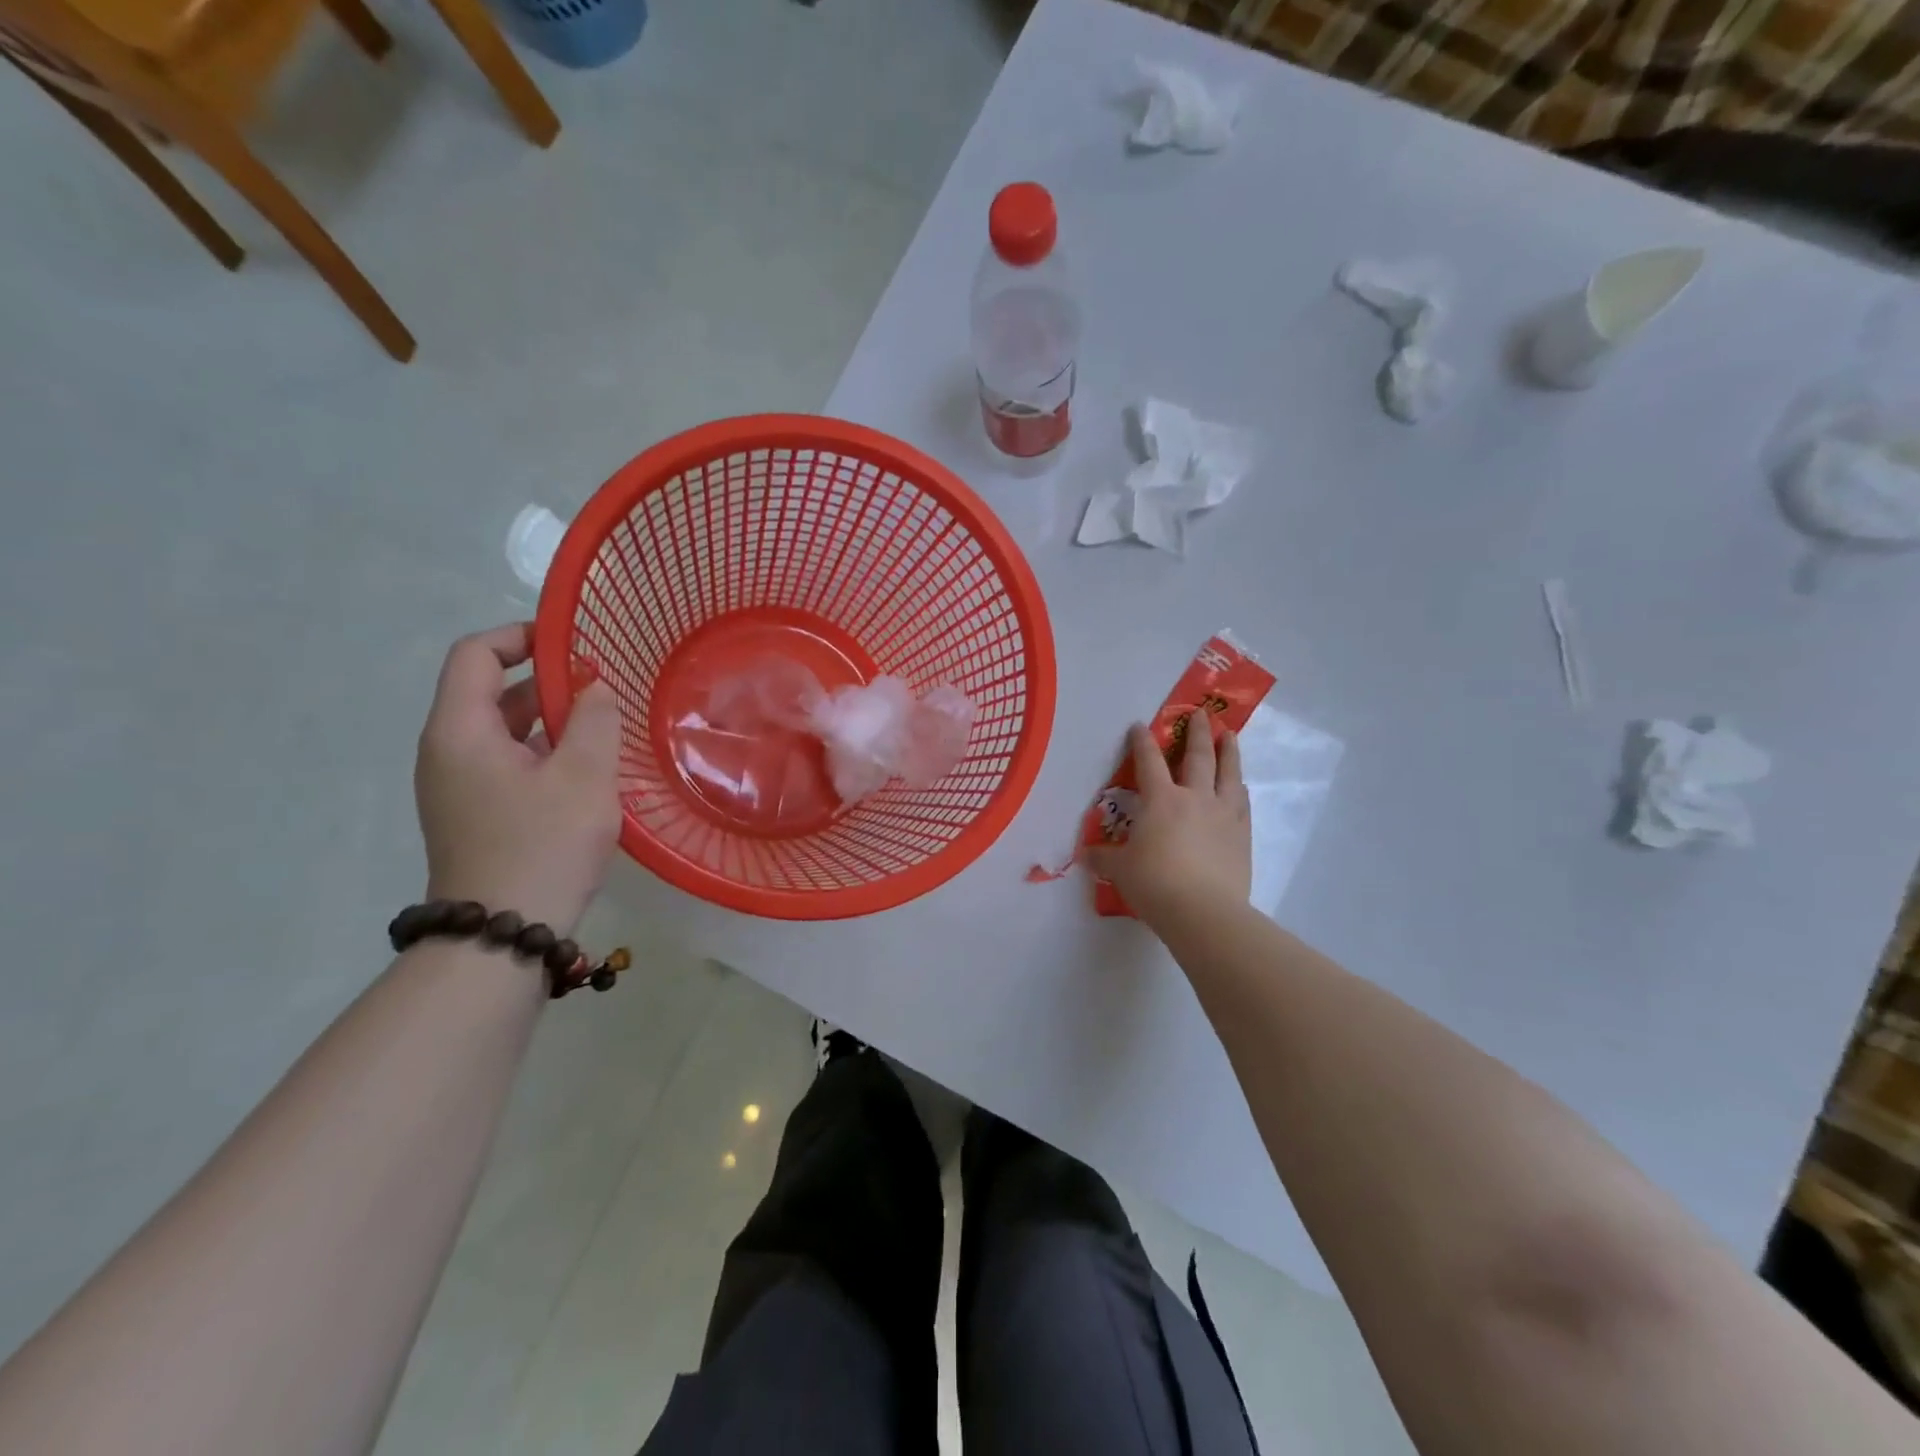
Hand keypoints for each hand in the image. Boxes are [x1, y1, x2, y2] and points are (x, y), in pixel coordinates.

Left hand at [414, 624, 623, 933]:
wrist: (503, 935)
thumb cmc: (543, 845)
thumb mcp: (584, 775)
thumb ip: (593, 718)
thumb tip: (592, 687)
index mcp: (460, 731)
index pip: (475, 654)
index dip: (521, 636)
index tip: (574, 643)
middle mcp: (446, 752)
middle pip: (489, 692)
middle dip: (546, 682)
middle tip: (603, 690)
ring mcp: (457, 787)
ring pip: (503, 732)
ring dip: (550, 721)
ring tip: (603, 730)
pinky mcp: (474, 814)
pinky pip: (507, 763)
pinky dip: (544, 753)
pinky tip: (587, 773)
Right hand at [1087, 710, 1250, 927]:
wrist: (1204, 912)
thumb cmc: (1155, 884)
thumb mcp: (1120, 870)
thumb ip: (1104, 857)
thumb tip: (1085, 855)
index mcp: (1161, 800)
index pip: (1149, 762)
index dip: (1142, 742)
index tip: (1140, 726)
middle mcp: (1195, 798)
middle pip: (1198, 757)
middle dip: (1198, 733)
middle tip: (1200, 714)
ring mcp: (1223, 814)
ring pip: (1229, 773)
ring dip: (1229, 752)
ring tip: (1230, 735)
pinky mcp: (1242, 835)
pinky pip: (1242, 803)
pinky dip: (1240, 788)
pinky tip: (1241, 786)